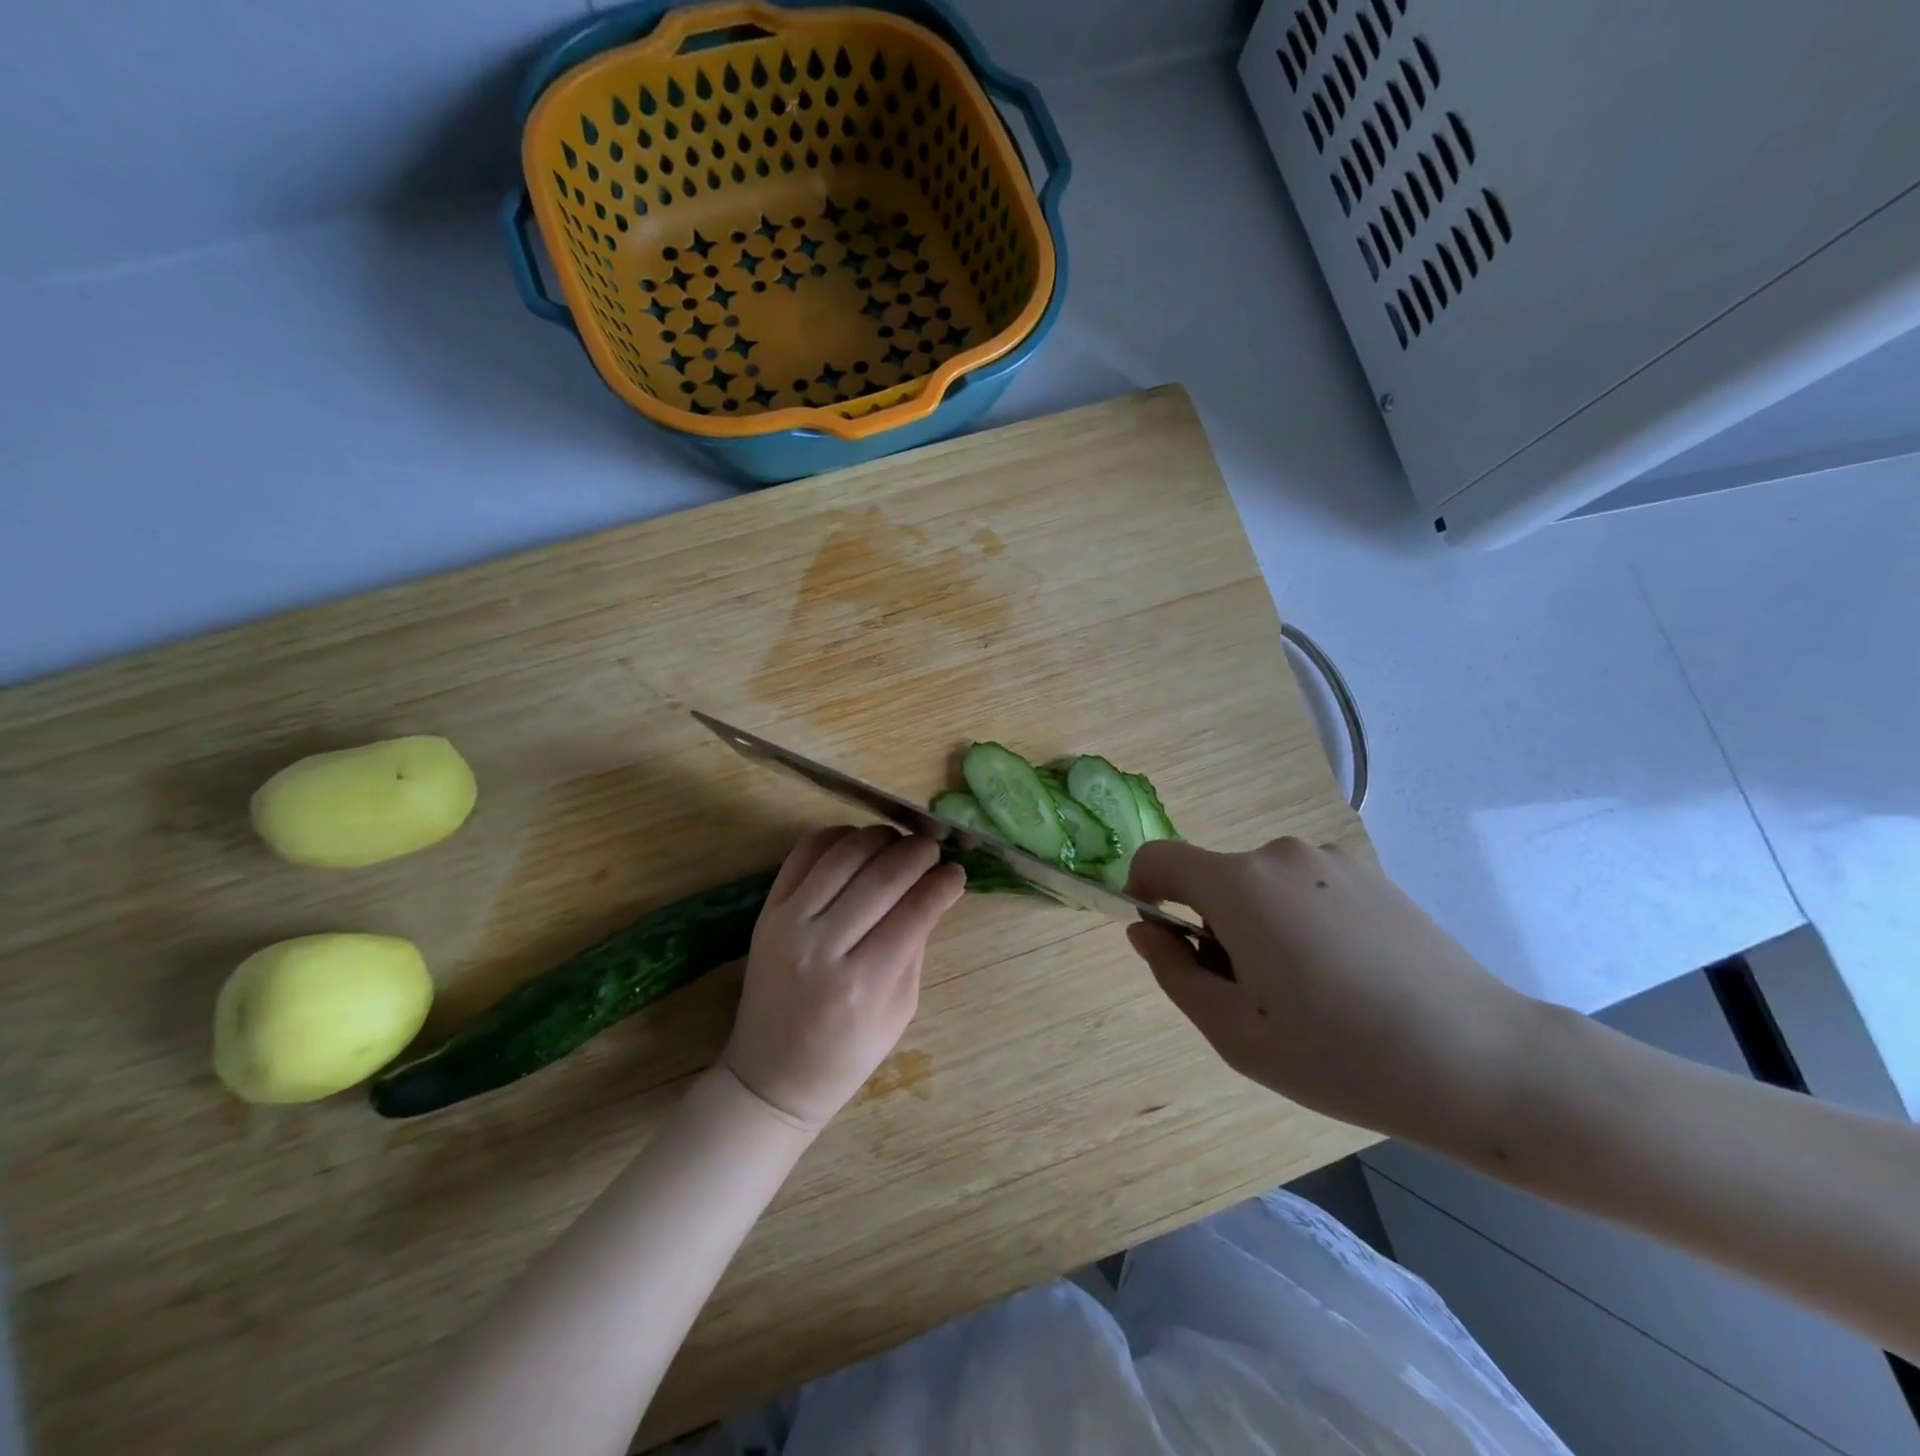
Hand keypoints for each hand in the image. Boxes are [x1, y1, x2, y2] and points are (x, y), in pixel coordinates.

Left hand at [725, 826, 966, 1129]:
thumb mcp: (900, 1011)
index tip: (958, 872)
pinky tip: (858, 844)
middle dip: (919, 852)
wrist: (771, 1076)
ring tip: (899, 844)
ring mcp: (789, 924)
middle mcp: (823, 946)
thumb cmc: (847, 1055)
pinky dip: (836, 837)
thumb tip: (937, 891)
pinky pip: (804, 854)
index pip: (915, 910)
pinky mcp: (767, 911)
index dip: (944, 883)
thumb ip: (916, 947)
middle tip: (934, 850)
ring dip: (880, 837)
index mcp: (863, 983)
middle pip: (882, 874)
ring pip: (844, 854)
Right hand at [1125, 837, 1539, 1142]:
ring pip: (1262, 888)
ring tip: (1308, 994)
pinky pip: (1306, 890)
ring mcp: (1332, 860)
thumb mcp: (1233, 1032)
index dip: (1144, 890)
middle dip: (1212, 926)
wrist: (1480, 1061)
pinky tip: (1349, 979)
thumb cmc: (1338, 1054)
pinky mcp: (1372, 876)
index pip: (1160, 858)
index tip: (1163, 939)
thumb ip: (1172, 971)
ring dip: (1259, 926)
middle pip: (1216, 880)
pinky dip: (1301, 923)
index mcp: (1240, 884)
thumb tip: (1146, 930)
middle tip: (1251, 996)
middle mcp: (1281, 854)